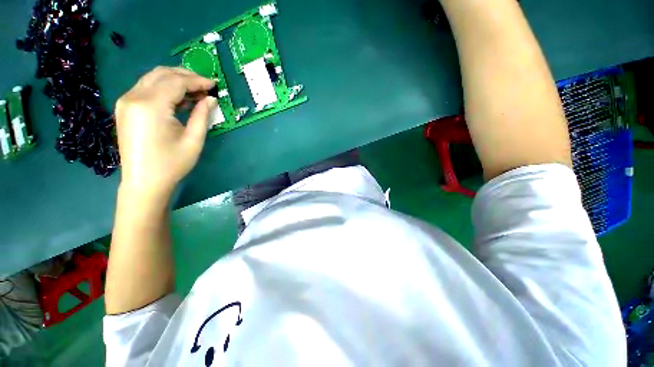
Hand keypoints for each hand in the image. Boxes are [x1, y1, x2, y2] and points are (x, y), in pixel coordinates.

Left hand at [115, 67, 216, 195]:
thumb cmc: (172, 164)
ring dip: (175, 80)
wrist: (144, 181)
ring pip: (152, 78)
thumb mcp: (193, 140)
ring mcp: (126, 101)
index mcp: (150, 106)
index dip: (197, 81)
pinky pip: (146, 88)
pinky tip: (178, 98)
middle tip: (206, 85)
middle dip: (186, 76)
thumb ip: (202, 115)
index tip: (214, 84)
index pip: (176, 82)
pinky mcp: (125, 107)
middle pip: (162, 74)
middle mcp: (133, 97)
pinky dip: (164, 88)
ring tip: (195, 91)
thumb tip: (210, 99)